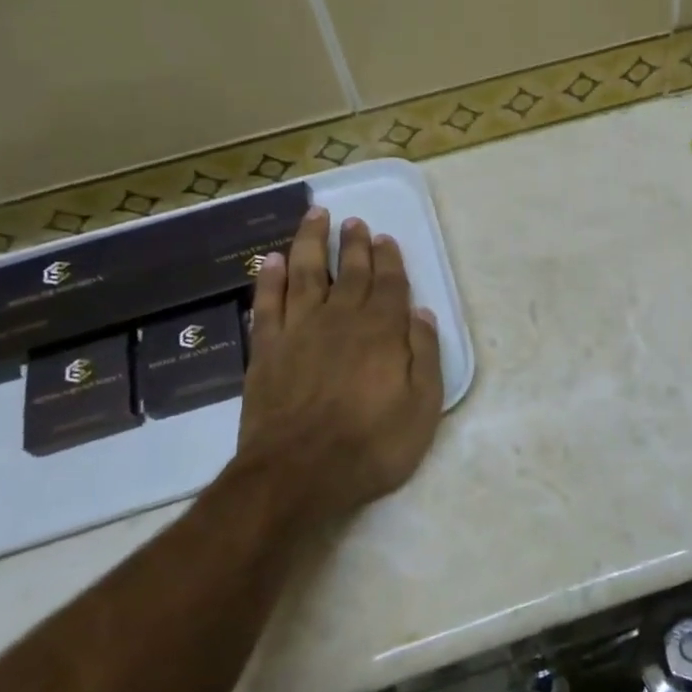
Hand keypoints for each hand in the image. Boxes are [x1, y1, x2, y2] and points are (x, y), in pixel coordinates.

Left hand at [233, 206, 443, 520]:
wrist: (297, 475)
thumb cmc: (370, 446)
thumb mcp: (421, 407)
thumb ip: (424, 356)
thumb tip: (423, 314)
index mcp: (381, 332)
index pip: (389, 284)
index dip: (388, 259)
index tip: (385, 238)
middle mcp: (340, 320)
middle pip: (350, 273)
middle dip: (354, 244)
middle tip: (354, 222)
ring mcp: (299, 331)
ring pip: (306, 274)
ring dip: (312, 242)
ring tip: (316, 217)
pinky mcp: (266, 350)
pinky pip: (267, 304)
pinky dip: (270, 279)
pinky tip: (273, 260)